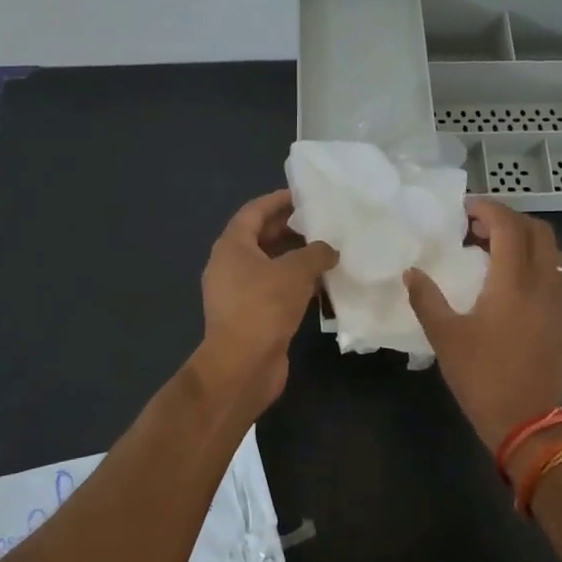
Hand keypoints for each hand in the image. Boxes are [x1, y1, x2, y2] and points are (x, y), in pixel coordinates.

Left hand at [190, 189, 338, 424]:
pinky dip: (296, 283)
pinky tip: (323, 285)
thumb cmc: (263, 308)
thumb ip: (316, 253)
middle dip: (292, 228)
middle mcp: (230, 265)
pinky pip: (275, 289)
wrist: (242, 367)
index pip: (254, 211)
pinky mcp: (251, 315)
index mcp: (232, 246)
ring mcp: (239, 292)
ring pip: (271, 265)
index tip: (306, 195)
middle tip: (324, 222)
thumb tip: (330, 248)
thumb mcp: (294, 272)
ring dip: (297, 258)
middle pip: (262, 237)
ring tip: (330, 250)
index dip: (279, 200)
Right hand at [404, 199, 561, 453]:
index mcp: (513, 283)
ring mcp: (558, 302)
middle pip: (539, 231)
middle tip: (478, 226)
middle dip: (510, 219)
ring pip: (553, 251)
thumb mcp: (445, 338)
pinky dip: (536, 260)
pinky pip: (556, 272)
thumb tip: (412, 272)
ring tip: (495, 249)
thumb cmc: (483, 377)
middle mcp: (543, 283)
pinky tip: (511, 280)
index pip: (510, 227)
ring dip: (526, 239)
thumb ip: (426, 299)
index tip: (465, 209)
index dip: (489, 209)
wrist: (527, 423)